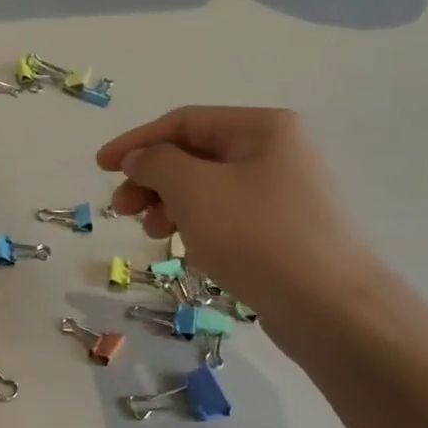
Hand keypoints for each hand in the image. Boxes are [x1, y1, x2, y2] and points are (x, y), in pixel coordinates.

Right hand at [96, 107, 378, 316]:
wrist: (327, 306)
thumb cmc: (255, 236)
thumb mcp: (193, 189)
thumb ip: (156, 163)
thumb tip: (139, 158)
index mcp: (261, 128)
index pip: (183, 122)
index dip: (136, 142)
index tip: (100, 167)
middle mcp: (274, 152)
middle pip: (193, 155)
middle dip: (151, 179)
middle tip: (120, 210)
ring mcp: (280, 192)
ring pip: (206, 188)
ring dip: (169, 205)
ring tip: (152, 234)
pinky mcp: (280, 230)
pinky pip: (224, 216)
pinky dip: (196, 226)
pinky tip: (186, 250)